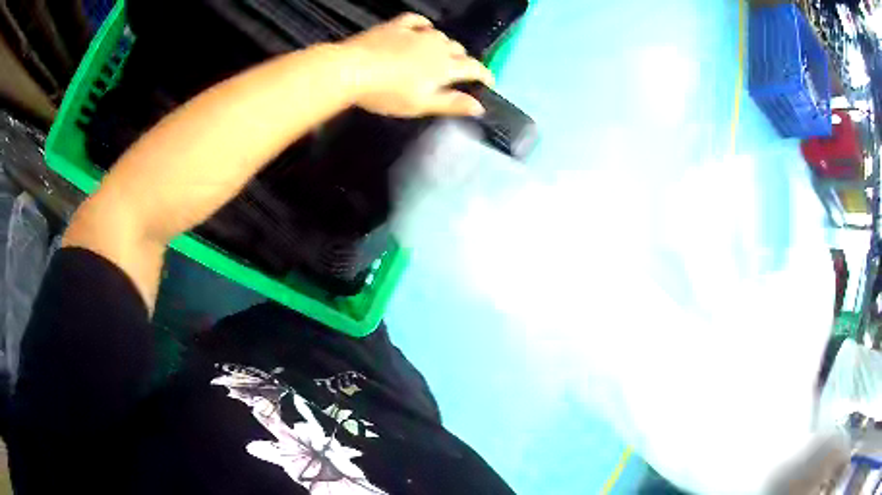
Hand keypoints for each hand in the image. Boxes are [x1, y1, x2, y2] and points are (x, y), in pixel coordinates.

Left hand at [341, 13, 493, 117]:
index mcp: (445, 67)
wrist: (353, 70)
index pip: (473, 68)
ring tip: (439, 53)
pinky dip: (423, 25)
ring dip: (444, 45)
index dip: (484, 75)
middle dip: (463, 59)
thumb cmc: (388, 93)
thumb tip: (479, 107)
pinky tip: (422, 28)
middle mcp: (436, 46)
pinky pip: (416, 20)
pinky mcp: (396, 26)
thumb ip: (452, 104)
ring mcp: (416, 33)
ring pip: (440, 35)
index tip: (489, 81)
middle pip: (458, 50)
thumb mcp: (421, 105)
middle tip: (458, 71)